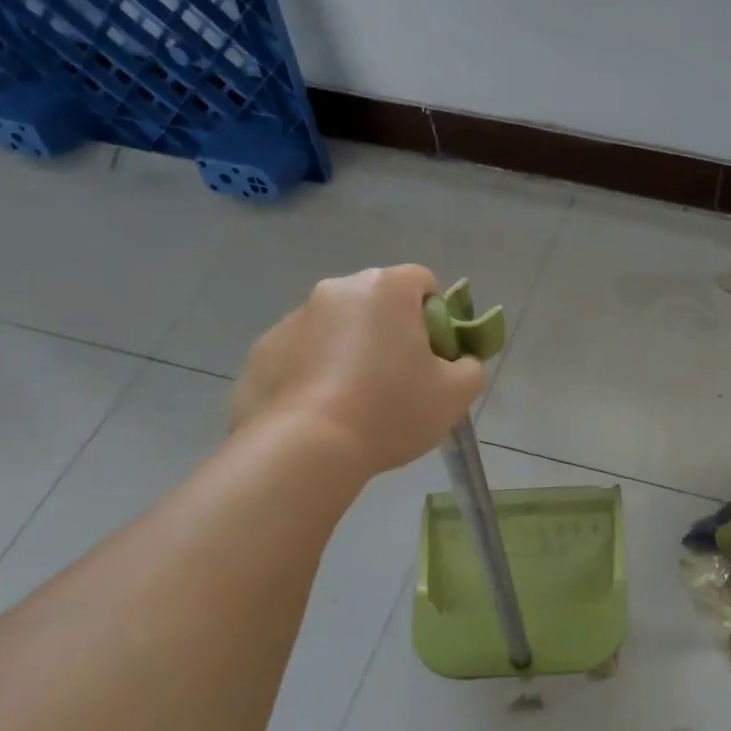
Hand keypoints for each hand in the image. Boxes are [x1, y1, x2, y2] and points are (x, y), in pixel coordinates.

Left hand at [230, 265, 485, 474]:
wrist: (305, 449)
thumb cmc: (391, 410)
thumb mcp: (457, 394)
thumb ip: (469, 366)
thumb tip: (457, 361)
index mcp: (386, 289)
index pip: (423, 281)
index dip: (437, 316)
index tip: (435, 355)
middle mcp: (337, 290)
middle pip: (377, 302)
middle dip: (391, 331)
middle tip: (401, 380)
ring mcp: (293, 319)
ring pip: (337, 328)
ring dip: (351, 351)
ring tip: (357, 403)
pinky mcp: (261, 351)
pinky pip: (302, 354)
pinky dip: (315, 373)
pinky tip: (322, 413)